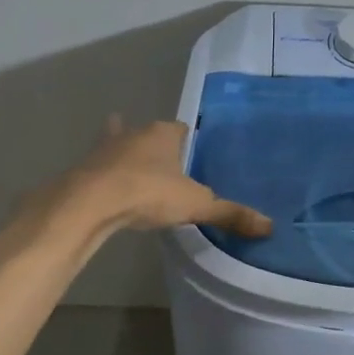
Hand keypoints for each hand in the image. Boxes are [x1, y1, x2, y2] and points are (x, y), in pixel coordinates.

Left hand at [65, 116, 272, 237]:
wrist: (91, 203)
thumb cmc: (148, 193)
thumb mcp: (196, 205)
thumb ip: (230, 214)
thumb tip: (269, 226)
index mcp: (163, 134)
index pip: (182, 128)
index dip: (189, 140)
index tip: (194, 154)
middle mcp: (133, 133)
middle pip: (148, 134)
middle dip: (155, 145)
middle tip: (166, 165)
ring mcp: (105, 149)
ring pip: (118, 145)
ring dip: (125, 155)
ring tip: (134, 171)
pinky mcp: (84, 168)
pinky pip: (98, 168)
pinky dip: (104, 175)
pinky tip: (107, 187)